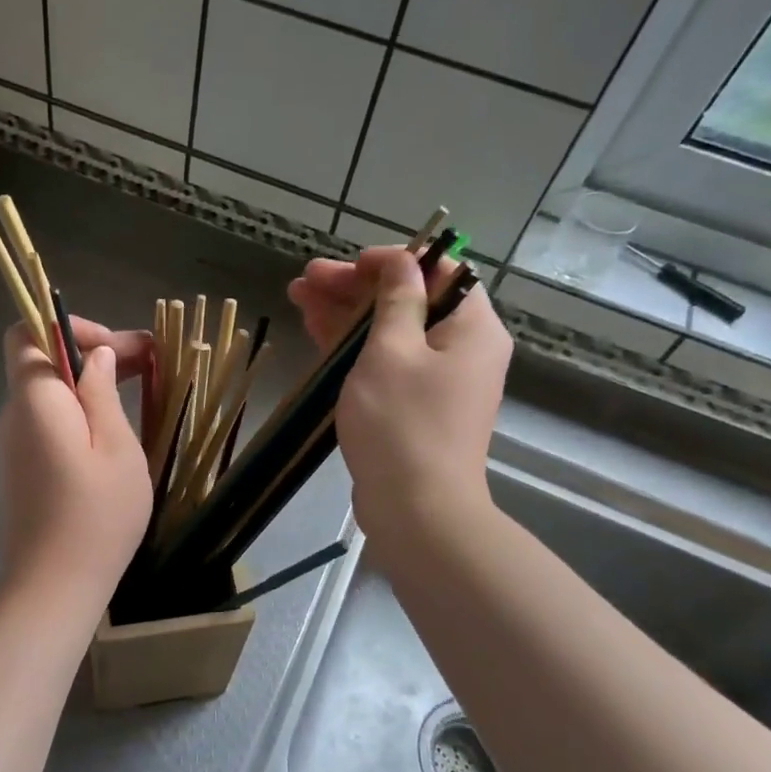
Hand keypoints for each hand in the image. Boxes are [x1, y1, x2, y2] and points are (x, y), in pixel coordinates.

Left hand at [0, 317, 152, 600]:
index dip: (66, 326)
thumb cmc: (95, 516)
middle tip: (149, 364)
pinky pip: (47, 426)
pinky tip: (112, 435)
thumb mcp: (116, 448)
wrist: (51, 589)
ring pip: (49, 397)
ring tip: (140, 394)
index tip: (112, 346)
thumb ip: (102, 393)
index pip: (26, 333)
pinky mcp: (19, 473)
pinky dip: (77, 416)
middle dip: (93, 354)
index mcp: (34, 400)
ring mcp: (12, 447)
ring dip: (89, 386)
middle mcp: (13, 416)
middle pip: (43, 364)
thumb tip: (95, 356)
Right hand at [288, 247, 511, 543]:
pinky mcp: (413, 405)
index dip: (392, 261)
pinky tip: (315, 328)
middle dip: (356, 286)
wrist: (416, 510)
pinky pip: (384, 362)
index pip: (439, 271)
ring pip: (390, 331)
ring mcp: (436, 379)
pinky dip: (352, 345)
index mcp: (472, 327)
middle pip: (409, 300)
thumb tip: (402, 262)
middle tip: (308, 279)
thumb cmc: (402, 424)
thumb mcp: (392, 351)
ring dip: (346, 312)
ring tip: (298, 295)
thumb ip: (395, 300)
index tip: (349, 264)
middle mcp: (462, 348)